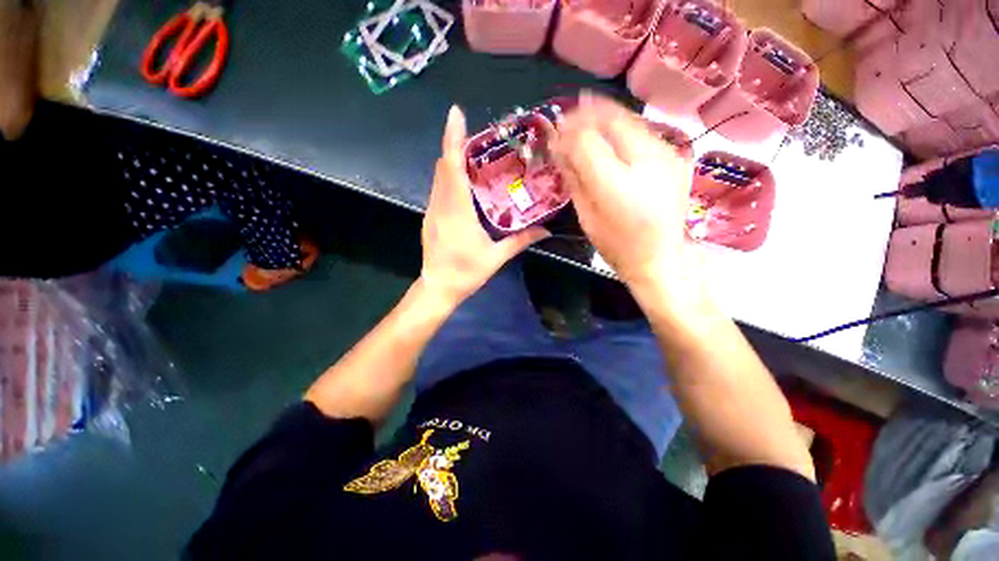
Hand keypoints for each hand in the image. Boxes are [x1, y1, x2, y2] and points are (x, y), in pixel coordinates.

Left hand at [419, 106, 549, 308]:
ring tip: (472, 154)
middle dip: (455, 145)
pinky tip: (463, 182)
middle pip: (443, 166)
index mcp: (457, 211)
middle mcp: (441, 205)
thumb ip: (520, 241)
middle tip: (476, 136)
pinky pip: (438, 189)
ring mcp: (432, 211)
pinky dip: (448, 178)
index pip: (452, 167)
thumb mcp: (496, 257)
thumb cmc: (466, 273)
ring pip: (438, 177)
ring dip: (451, 161)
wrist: (438, 288)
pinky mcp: (430, 218)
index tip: (456, 114)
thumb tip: (546, 231)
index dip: (453, 138)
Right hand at [549, 93, 702, 307]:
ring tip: (585, 119)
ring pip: (630, 119)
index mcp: (616, 186)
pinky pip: (643, 131)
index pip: (587, 141)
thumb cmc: (616, 244)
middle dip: (585, 114)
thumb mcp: (586, 215)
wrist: (659, 257)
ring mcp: (667, 156)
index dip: (568, 132)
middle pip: (612, 120)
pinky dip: (622, 126)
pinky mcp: (675, 157)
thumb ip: (574, 179)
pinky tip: (609, 133)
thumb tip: (559, 149)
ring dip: (604, 115)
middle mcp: (646, 162)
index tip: (555, 133)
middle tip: (567, 118)